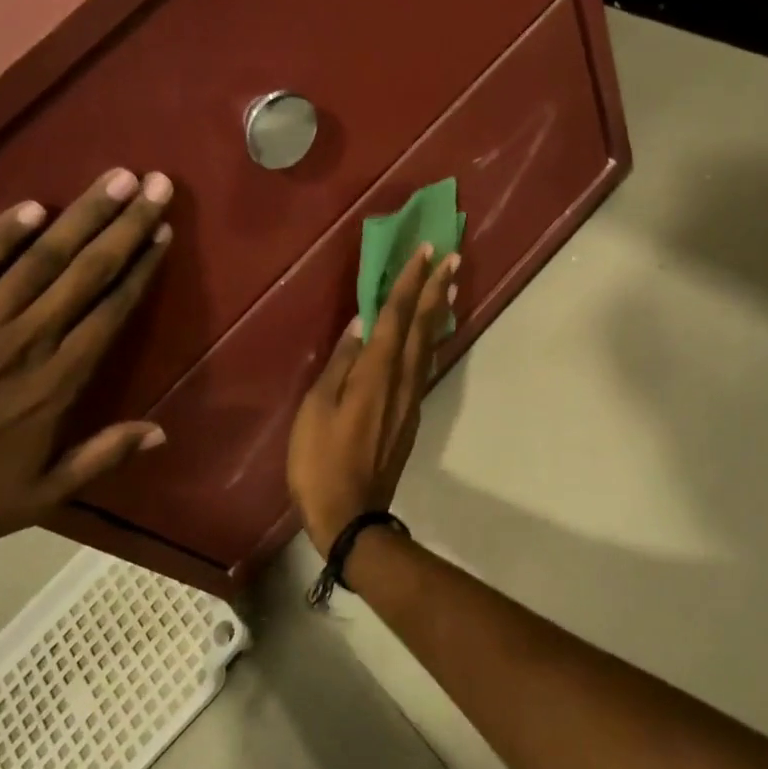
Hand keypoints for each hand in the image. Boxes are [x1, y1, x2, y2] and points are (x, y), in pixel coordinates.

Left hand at [0, 168, 174, 568]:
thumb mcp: (41, 496)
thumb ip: (103, 456)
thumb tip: (163, 430)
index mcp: (59, 382)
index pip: (112, 309)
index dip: (141, 267)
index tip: (162, 230)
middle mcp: (26, 340)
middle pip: (87, 271)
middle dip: (125, 224)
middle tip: (156, 184)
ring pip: (40, 258)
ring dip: (81, 216)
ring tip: (115, 179)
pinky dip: (0, 234)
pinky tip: (32, 207)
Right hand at [287, 243, 459, 554]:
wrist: (351, 516)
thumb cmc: (320, 461)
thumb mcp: (316, 409)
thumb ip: (339, 363)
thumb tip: (360, 324)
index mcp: (375, 373)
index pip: (396, 317)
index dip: (410, 283)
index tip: (426, 252)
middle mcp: (400, 380)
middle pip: (422, 327)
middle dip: (436, 289)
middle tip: (451, 258)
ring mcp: (409, 400)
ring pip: (428, 346)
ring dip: (439, 313)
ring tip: (450, 286)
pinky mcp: (410, 416)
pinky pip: (423, 366)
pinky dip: (430, 341)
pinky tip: (430, 335)